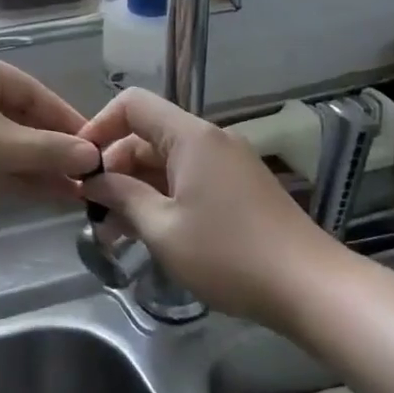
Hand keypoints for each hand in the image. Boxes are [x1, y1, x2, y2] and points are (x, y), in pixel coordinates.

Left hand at [0, 49, 99, 197]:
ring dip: (35, 163)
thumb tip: (91, 157)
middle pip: (19, 116)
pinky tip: (42, 191)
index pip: (33, 91)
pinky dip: (11, 170)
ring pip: (3, 138)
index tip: (94, 145)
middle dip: (51, 147)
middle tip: (85, 173)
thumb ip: (47, 150)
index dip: (65, 119)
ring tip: (71, 189)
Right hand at [79, 88, 341, 322]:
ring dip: (137, 188)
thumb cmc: (229, 255)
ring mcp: (228, 163)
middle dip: (115, 168)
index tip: (81, 166)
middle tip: (93, 211)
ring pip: (167, 161)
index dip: (98, 127)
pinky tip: (149, 232)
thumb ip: (122, 197)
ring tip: (114, 231)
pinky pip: (189, 178)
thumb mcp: (163, 229)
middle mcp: (210, 140)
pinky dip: (163, 197)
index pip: (132, 104)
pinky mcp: (240, 187)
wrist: (312, 288)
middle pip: (148, 135)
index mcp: (191, 137)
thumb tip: (92, 181)